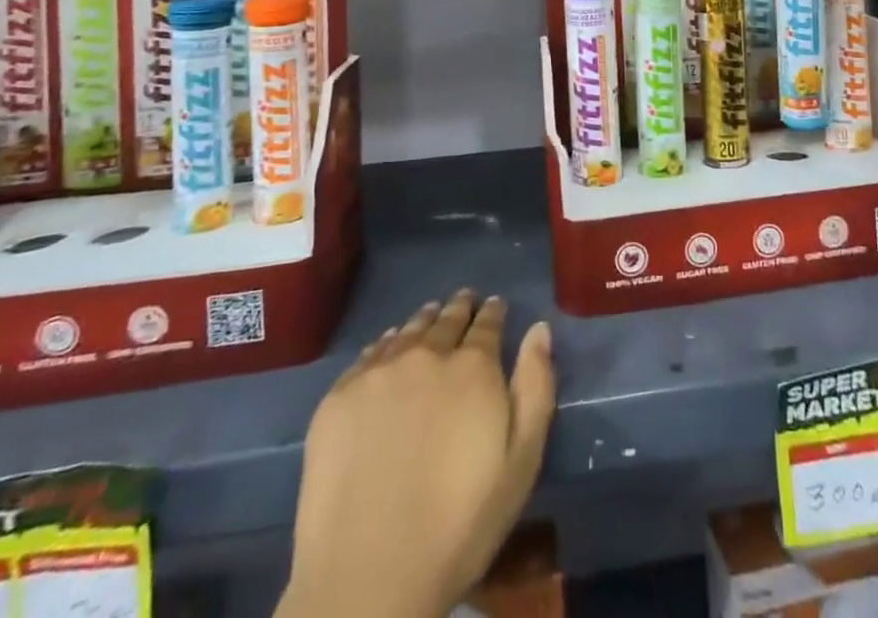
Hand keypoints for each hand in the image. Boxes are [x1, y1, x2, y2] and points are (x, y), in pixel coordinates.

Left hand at [285, 291, 555, 617]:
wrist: (368, 576)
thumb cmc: (460, 526)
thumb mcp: (520, 462)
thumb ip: (535, 387)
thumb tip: (538, 330)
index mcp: (473, 367)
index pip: (487, 323)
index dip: (494, 312)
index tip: (495, 305)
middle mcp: (426, 355)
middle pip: (446, 319)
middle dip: (460, 308)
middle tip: (464, 300)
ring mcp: (378, 373)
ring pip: (408, 331)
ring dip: (424, 321)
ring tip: (430, 315)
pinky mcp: (339, 397)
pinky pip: (369, 355)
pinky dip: (386, 344)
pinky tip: (388, 346)